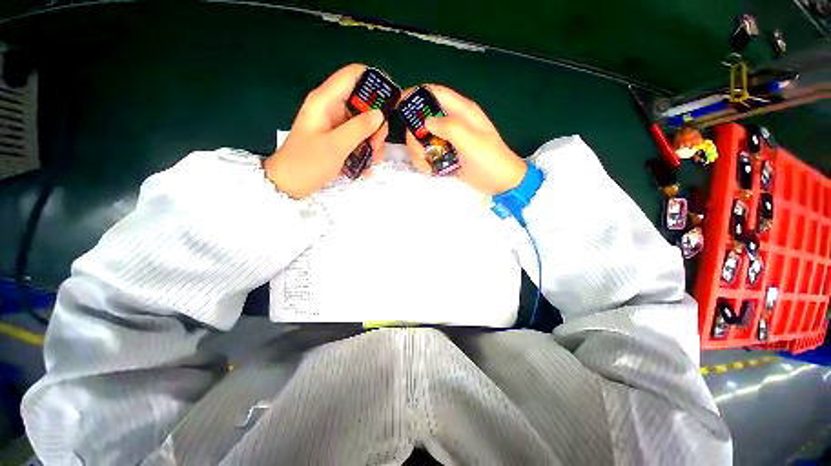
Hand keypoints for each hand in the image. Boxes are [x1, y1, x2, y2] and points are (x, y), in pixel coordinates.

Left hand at [264, 64, 387, 198]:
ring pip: (364, 124)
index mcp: (326, 101)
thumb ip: (359, 128)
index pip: (354, 75)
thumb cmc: (308, 163)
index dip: (375, 81)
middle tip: (377, 144)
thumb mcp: (336, 146)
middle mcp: (332, 109)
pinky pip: (358, 139)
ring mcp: (336, 126)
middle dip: (376, 123)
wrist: (289, 184)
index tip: (393, 99)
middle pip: (364, 103)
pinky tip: (367, 167)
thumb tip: (380, 114)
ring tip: (373, 160)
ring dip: (373, 141)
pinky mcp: (338, 140)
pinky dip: (366, 151)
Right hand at [404, 85, 526, 195]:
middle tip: (420, 152)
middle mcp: (452, 123)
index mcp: (461, 111)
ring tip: (428, 166)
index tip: (398, 106)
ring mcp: (448, 140)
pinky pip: (427, 154)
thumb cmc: (490, 160)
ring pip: (422, 139)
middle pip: (422, 120)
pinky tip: (431, 171)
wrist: (501, 184)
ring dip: (419, 153)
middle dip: (415, 136)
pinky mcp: (445, 155)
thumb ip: (449, 127)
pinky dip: (424, 162)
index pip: (434, 93)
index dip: (415, 95)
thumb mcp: (471, 142)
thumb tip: (426, 121)